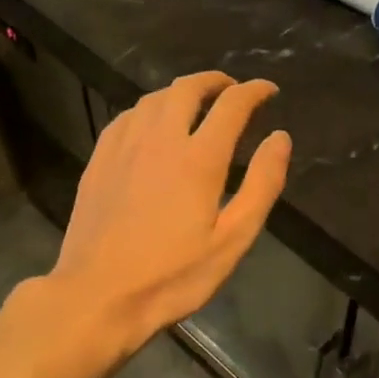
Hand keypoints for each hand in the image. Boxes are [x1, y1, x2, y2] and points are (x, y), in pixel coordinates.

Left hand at [48, 71, 290, 349]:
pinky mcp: (99, 160)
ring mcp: (124, 147)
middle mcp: (160, 139)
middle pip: (188, 88)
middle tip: (232, 90)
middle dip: (215, 82)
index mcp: (198, 158)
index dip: (254, 91)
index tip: (268, 90)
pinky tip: (152, 125)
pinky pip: (127, 117)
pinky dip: (149, 109)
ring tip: (196, 104)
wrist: (98, 296)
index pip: (232, 105)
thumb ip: (262, 185)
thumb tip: (280, 138)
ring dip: (181, 92)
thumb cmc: (173, 275)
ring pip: (154, 98)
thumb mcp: (232, 240)